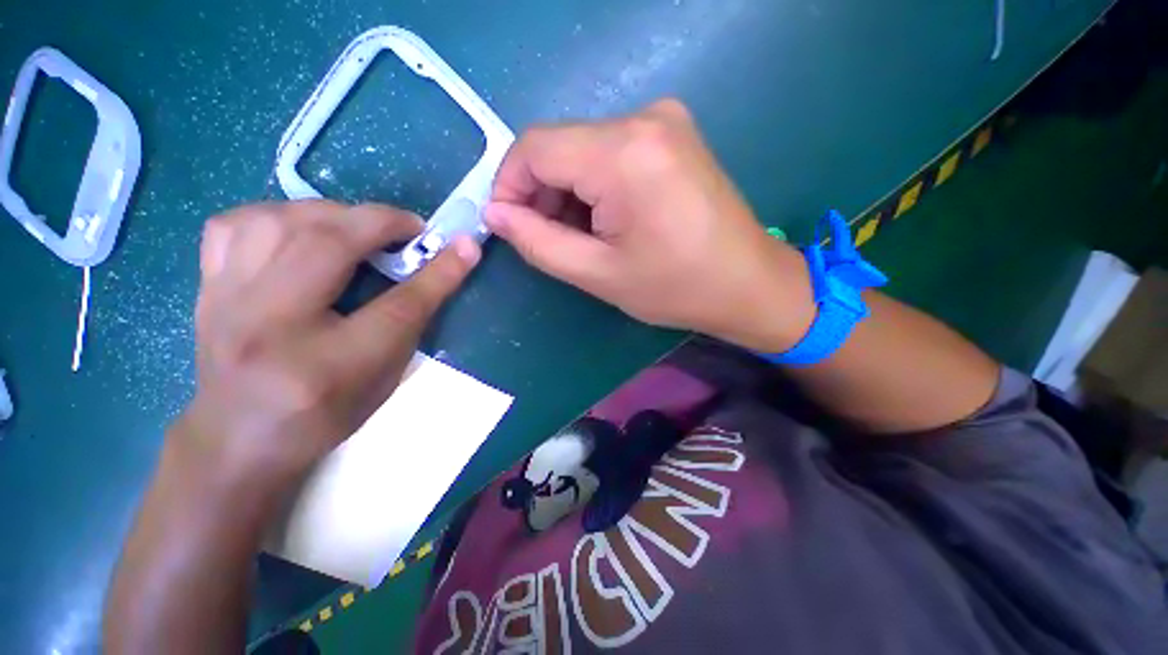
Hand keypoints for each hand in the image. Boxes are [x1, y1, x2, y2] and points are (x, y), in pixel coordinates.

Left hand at [177, 201, 479, 500]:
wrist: (238, 440)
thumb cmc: (325, 416)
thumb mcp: (384, 379)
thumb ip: (413, 321)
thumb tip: (444, 266)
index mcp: (327, 368)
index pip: (397, 307)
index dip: (439, 272)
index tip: (466, 246)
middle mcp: (269, 328)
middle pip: (327, 246)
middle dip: (381, 223)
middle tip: (410, 228)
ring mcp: (226, 304)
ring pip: (277, 221)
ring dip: (332, 213)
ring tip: (358, 226)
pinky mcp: (207, 289)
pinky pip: (233, 225)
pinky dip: (276, 215)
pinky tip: (300, 230)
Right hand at [485, 99, 814, 351]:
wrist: (747, 283)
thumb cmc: (675, 287)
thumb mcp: (596, 274)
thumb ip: (537, 241)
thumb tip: (495, 214)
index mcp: (624, 153)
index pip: (534, 148)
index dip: (509, 185)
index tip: (509, 224)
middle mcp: (645, 118)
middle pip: (559, 146)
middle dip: (541, 193)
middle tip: (548, 239)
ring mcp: (664, 120)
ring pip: (583, 148)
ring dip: (568, 191)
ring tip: (581, 236)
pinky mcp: (673, 134)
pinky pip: (610, 150)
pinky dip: (594, 184)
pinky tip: (606, 219)